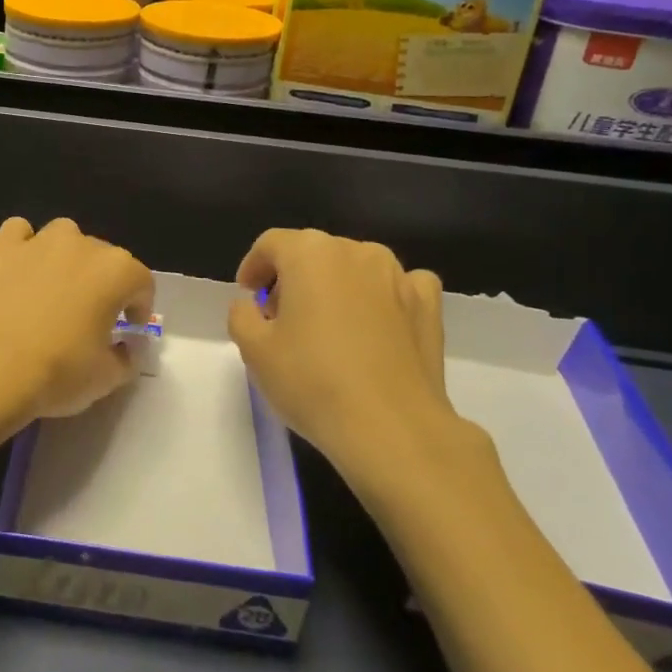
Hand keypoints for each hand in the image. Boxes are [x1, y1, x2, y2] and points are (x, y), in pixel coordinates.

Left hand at [0, 217, 153, 432]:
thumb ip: (126, 357)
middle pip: (103, 257)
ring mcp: (38, 242)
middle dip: (102, 283)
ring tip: (55, 288)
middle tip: (90, 316)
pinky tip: (19, 270)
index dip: (139, 306)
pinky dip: (24, 247)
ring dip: (66, 257)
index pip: (141, 282)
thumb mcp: (106, 378)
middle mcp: (81, 246)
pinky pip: (19, 233)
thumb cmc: (56, 373)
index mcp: (116, 272)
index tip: (129, 328)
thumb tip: (127, 346)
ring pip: (64, 237)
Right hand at [226, 229, 493, 515]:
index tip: (249, 296)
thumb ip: (241, 316)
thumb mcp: (254, 350)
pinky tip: (376, 325)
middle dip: (293, 278)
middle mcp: (355, 251)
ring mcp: (398, 275)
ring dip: (336, 286)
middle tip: (281, 319)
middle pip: (313, 253)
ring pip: (355, 268)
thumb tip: (252, 306)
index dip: (254, 266)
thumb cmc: (312, 381)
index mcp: (309, 253)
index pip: (272, 244)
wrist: (392, 427)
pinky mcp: (429, 305)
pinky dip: (382, 297)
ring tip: (328, 327)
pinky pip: (398, 286)